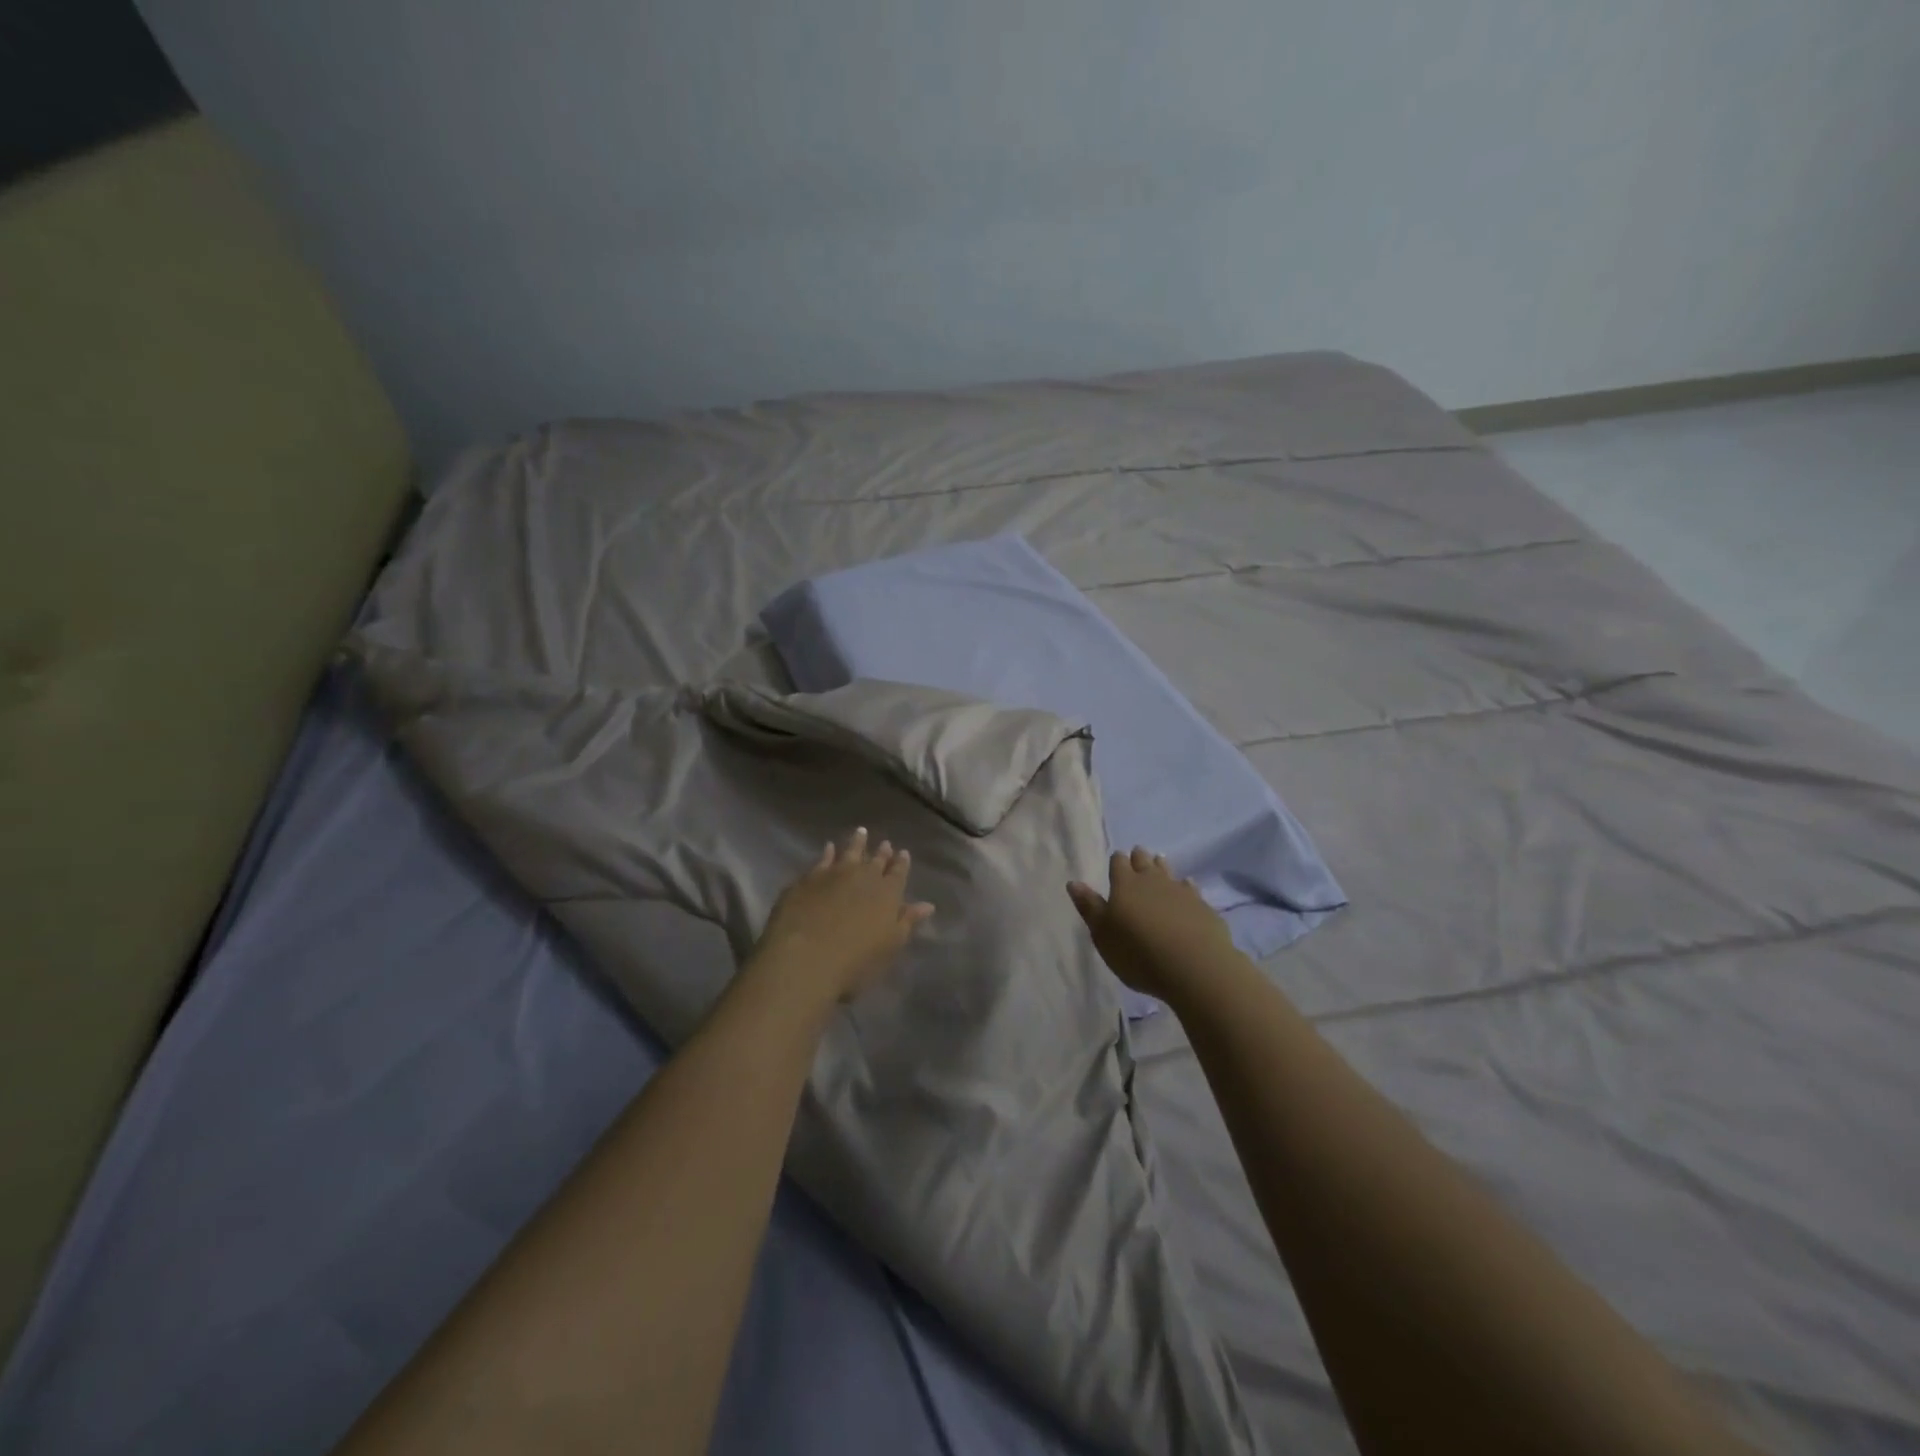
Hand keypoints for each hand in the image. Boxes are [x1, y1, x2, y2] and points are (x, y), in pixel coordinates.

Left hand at [748, 828, 934, 1004]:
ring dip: (857, 843)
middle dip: (882, 852)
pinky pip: (822, 860)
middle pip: (875, 860)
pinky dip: (828, 853)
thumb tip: (927, 905)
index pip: (898, 873)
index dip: (901, 863)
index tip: (903, 853)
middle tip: (885, 843)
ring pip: (850, 852)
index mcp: (888, 893)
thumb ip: (907, 922)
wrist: (804, 958)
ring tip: (861, 832)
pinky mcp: (808, 879)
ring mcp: (834, 874)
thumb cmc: (855, 962)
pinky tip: (829, 847)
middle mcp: (864, 877)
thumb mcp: (889, 946)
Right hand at [1067, 847, 1236, 1002]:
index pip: (1118, 863)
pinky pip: (1191, 888)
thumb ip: (1089, 907)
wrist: (1193, 966)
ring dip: (1161, 866)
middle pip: (1144, 861)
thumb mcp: (1103, 935)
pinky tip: (1188, 886)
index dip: (1117, 861)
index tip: (1116, 860)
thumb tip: (1073, 882)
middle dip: (1139, 857)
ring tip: (1159, 861)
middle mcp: (1152, 881)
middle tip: (1137, 854)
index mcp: (1124, 885)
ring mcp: (1180, 891)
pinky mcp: (1202, 906)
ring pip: (1168, 871)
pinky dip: (1186, 885)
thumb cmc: (1138, 953)